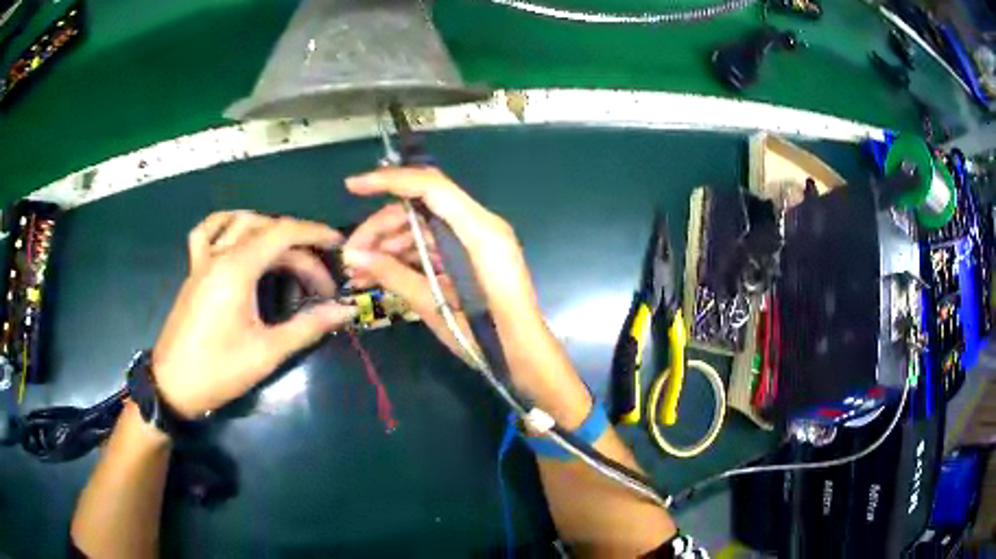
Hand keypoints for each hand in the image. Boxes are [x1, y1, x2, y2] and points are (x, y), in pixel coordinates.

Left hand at [152, 212, 355, 417]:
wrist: (173, 385)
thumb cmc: (219, 370)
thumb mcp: (267, 352)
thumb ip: (307, 326)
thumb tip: (345, 310)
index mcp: (237, 268)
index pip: (283, 233)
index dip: (315, 234)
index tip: (339, 247)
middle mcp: (220, 254)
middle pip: (267, 232)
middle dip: (299, 250)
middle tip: (319, 284)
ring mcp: (203, 259)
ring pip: (239, 222)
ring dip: (269, 229)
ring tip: (288, 252)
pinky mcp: (194, 270)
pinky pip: (207, 231)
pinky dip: (226, 224)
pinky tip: (237, 235)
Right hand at [341, 167, 542, 357]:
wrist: (523, 355)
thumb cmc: (487, 335)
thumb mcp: (436, 306)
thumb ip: (395, 275)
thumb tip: (353, 255)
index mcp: (479, 231)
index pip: (430, 187)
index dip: (389, 181)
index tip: (353, 186)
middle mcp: (480, 226)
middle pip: (420, 209)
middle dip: (380, 228)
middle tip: (350, 256)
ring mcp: (476, 240)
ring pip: (422, 228)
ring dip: (388, 246)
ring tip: (358, 272)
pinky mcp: (471, 256)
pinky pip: (432, 247)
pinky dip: (405, 257)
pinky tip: (378, 275)